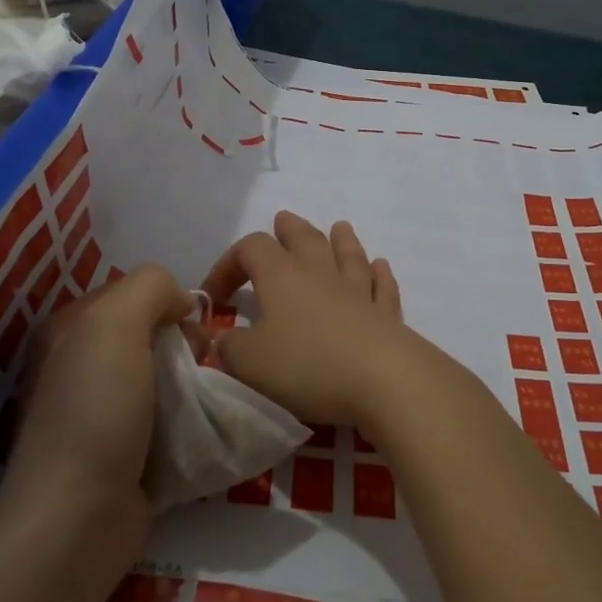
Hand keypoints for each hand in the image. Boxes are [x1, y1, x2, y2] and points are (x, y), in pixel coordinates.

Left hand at [2, 264, 193, 518]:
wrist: (78, 521)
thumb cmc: (94, 412)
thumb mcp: (114, 325)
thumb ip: (150, 288)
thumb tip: (182, 303)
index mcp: (69, 331)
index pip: (132, 293)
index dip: (167, 301)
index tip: (192, 326)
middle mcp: (81, 366)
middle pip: (151, 335)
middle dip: (185, 344)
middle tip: (202, 364)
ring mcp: (101, 414)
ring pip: (163, 378)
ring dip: (193, 384)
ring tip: (208, 399)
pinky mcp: (125, 454)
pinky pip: (168, 420)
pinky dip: (189, 421)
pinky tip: (203, 428)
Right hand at [200, 212, 416, 430]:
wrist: (382, 379)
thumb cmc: (307, 365)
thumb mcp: (249, 363)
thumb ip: (229, 347)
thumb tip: (223, 338)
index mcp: (281, 276)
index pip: (250, 249)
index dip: (228, 265)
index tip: (216, 297)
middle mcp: (319, 273)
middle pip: (304, 238)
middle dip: (289, 229)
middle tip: (282, 222)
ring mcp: (357, 291)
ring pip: (348, 254)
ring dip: (340, 240)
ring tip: (339, 227)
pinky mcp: (385, 314)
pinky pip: (380, 285)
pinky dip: (378, 274)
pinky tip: (380, 267)